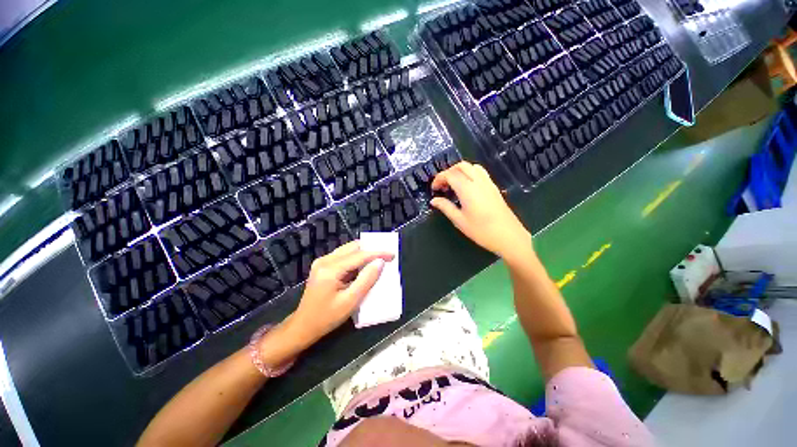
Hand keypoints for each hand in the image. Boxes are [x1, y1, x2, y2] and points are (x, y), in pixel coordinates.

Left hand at [290, 241, 394, 342]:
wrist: (303, 326)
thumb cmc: (327, 317)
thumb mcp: (350, 302)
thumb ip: (366, 280)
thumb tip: (380, 263)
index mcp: (330, 269)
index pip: (359, 255)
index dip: (377, 253)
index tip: (392, 254)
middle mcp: (325, 260)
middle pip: (353, 247)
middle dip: (371, 249)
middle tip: (386, 256)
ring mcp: (322, 262)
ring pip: (348, 249)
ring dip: (364, 253)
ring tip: (378, 259)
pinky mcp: (323, 265)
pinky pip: (344, 256)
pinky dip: (356, 258)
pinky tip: (364, 265)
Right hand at [431, 161, 531, 259]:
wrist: (508, 236)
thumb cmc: (481, 231)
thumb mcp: (459, 220)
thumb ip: (445, 207)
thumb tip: (434, 200)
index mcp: (468, 189)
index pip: (450, 175)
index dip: (439, 179)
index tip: (434, 189)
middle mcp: (478, 181)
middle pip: (461, 166)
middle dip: (448, 172)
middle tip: (442, 185)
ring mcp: (488, 183)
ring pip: (472, 166)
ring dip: (460, 171)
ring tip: (453, 184)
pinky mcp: (493, 187)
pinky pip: (480, 172)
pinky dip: (469, 173)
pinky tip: (466, 187)